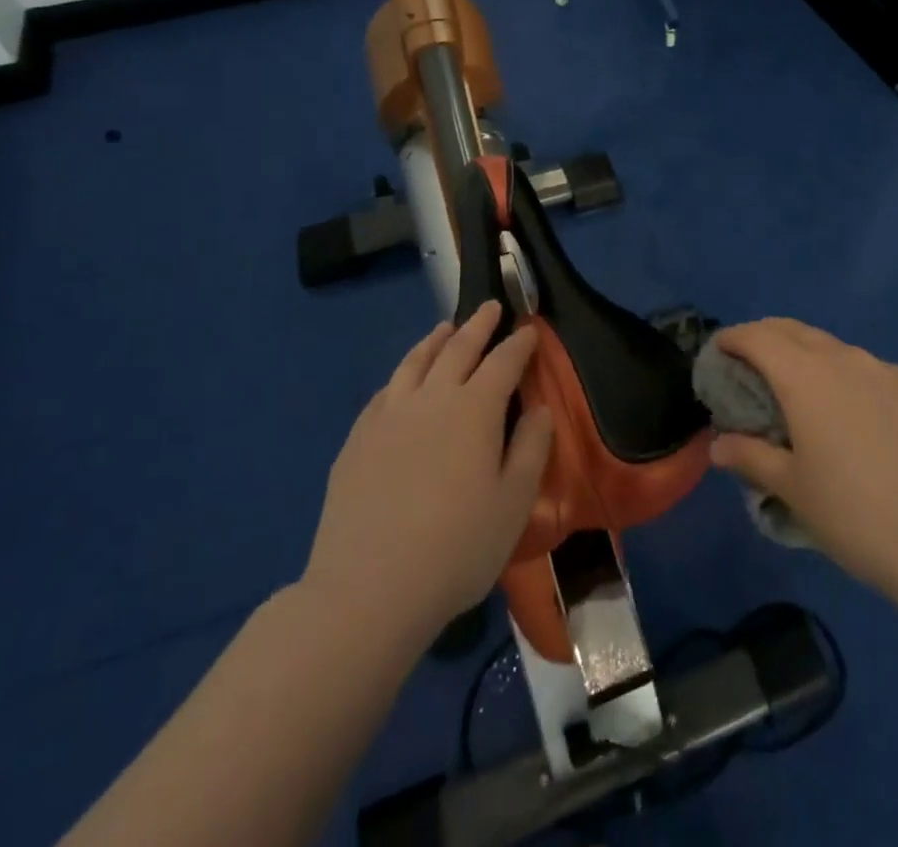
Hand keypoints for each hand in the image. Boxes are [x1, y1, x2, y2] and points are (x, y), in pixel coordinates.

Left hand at [304, 302, 553, 645]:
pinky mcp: (358, 439)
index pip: (503, 362)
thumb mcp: (514, 503)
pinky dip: (402, 374)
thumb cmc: (457, 548)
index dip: (519, 343)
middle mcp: (432, 398)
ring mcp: (388, 415)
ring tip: (445, 328)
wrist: (368, 589)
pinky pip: (385, 390)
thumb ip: (532, 448)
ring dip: (435, 340)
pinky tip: (403, 380)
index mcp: (474, 409)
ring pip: (415, 361)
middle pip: (458, 349)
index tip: (529, 329)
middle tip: (489, 307)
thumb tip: (539, 408)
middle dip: (478, 325)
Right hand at [709, 318, 897, 609]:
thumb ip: (750, 458)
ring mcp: (889, 373)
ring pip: (838, 350)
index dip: (733, 338)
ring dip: (811, 358)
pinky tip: (860, 418)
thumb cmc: (856, 515)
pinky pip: (874, 373)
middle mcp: (846, 360)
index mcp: (805, 376)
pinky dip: (852, 380)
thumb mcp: (793, 490)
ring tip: (806, 392)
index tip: (720, 350)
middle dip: (767, 338)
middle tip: (752, 363)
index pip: (758, 337)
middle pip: (795, 331)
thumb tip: (718, 445)